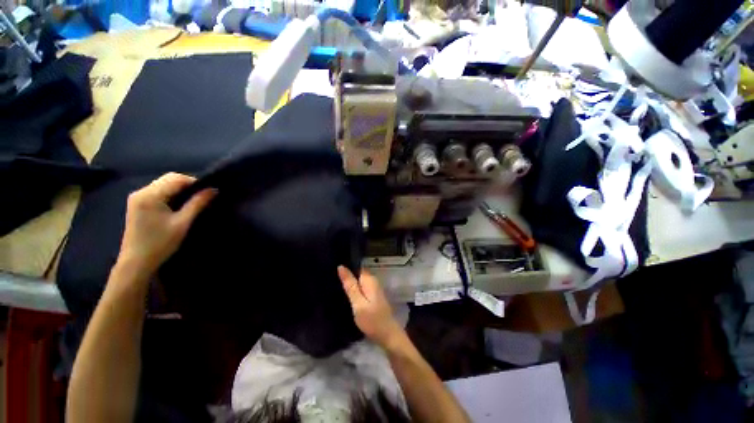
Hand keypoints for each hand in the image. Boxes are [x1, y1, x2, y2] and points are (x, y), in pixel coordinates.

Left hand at [118, 173, 216, 275]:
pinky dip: (171, 194)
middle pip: (168, 179)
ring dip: (179, 189)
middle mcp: (141, 192)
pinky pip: (158, 191)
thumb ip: (197, 204)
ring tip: (193, 201)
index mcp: (150, 195)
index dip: (195, 182)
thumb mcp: (182, 223)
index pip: (176, 179)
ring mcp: (137, 197)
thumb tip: (213, 189)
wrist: (136, 262)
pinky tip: (178, 204)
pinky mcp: (137, 203)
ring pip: (163, 184)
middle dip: (187, 184)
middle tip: (202, 196)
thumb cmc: (160, 243)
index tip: (208, 192)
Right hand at [338, 266, 403, 347]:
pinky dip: (354, 291)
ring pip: (359, 282)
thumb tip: (341, 266)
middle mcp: (373, 281)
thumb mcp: (358, 303)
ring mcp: (374, 289)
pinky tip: (345, 295)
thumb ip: (350, 285)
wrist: (387, 335)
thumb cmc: (372, 319)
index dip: (346, 267)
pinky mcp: (373, 297)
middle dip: (347, 276)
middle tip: (331, 279)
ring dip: (350, 284)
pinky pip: (361, 289)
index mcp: (369, 279)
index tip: (332, 269)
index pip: (356, 266)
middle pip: (357, 274)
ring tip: (334, 285)